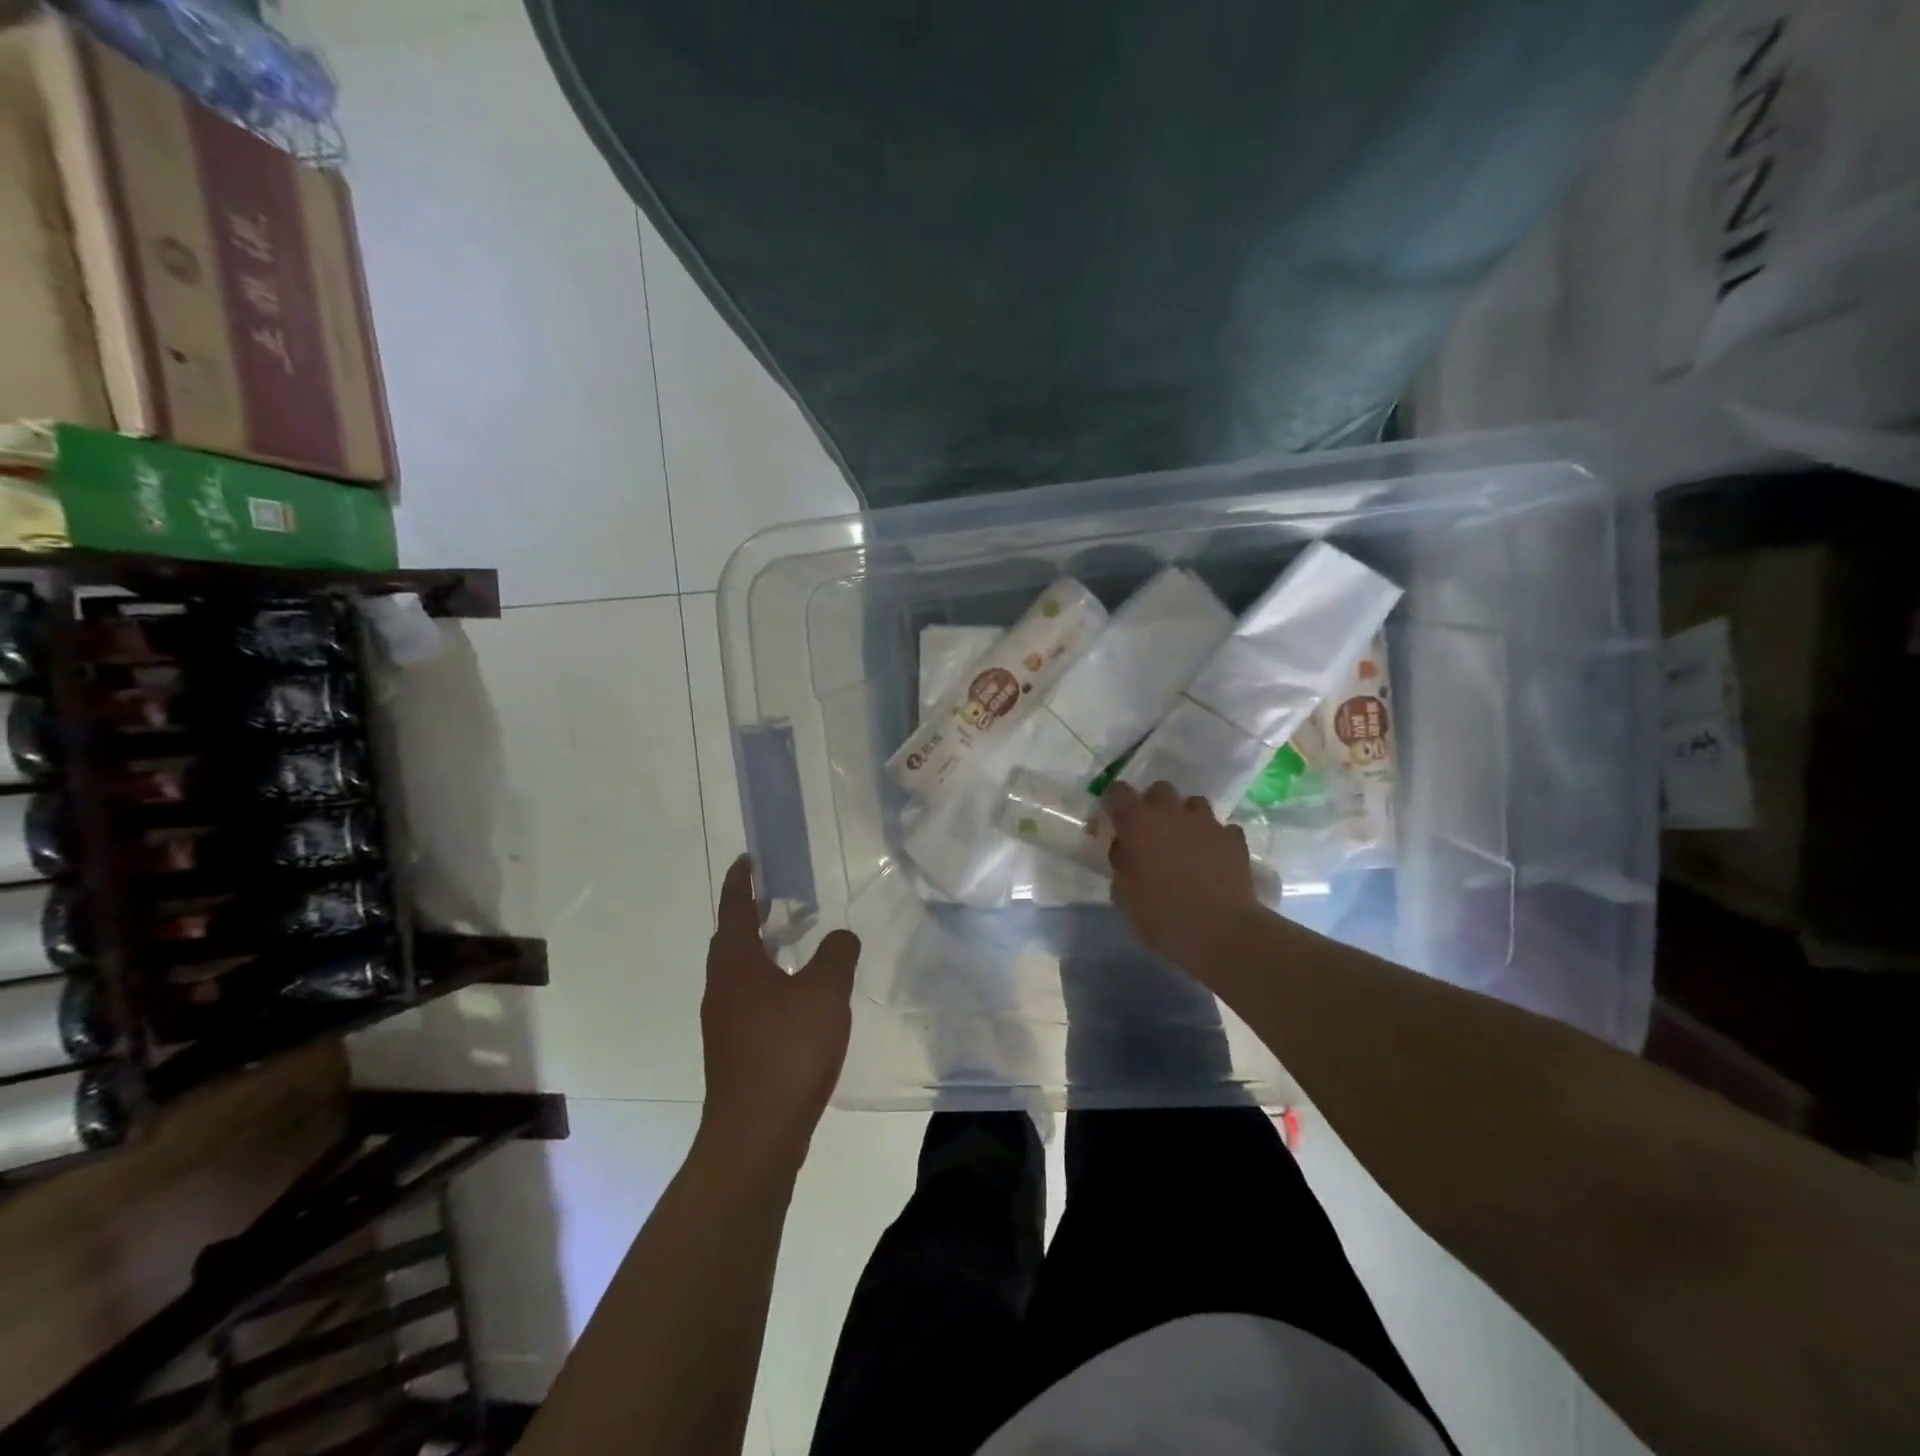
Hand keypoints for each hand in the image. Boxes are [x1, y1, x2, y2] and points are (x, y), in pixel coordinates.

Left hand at [699, 856, 860, 1170]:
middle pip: (731, 940)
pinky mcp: (735, 1050)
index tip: (746, 859)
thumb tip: (841, 936)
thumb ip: (836, 955)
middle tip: (775, 896)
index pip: (733, 909)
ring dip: (762, 949)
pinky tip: (798, 997)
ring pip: (740, 971)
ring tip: (793, 940)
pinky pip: (749, 998)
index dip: (740, 881)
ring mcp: (724, 1022)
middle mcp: (722, 988)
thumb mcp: (824, 992)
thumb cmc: (788, 1051)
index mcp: (736, 965)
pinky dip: (769, 981)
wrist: (756, 1134)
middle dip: (750, 914)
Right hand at [1104, 781, 1262, 969]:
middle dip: (1152, 805)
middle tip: (1149, 833)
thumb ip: (1121, 864)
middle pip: (1160, 790)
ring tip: (1184, 844)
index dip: (1113, 802)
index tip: (1111, 821)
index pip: (1119, 792)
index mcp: (1138, 823)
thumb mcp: (1124, 895)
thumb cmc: (1162, 915)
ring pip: (1194, 804)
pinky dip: (1214, 839)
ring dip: (1185, 818)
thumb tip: (1125, 850)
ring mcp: (1207, 823)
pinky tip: (1213, 859)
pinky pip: (1221, 829)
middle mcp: (1172, 813)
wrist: (1222, 932)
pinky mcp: (1234, 839)